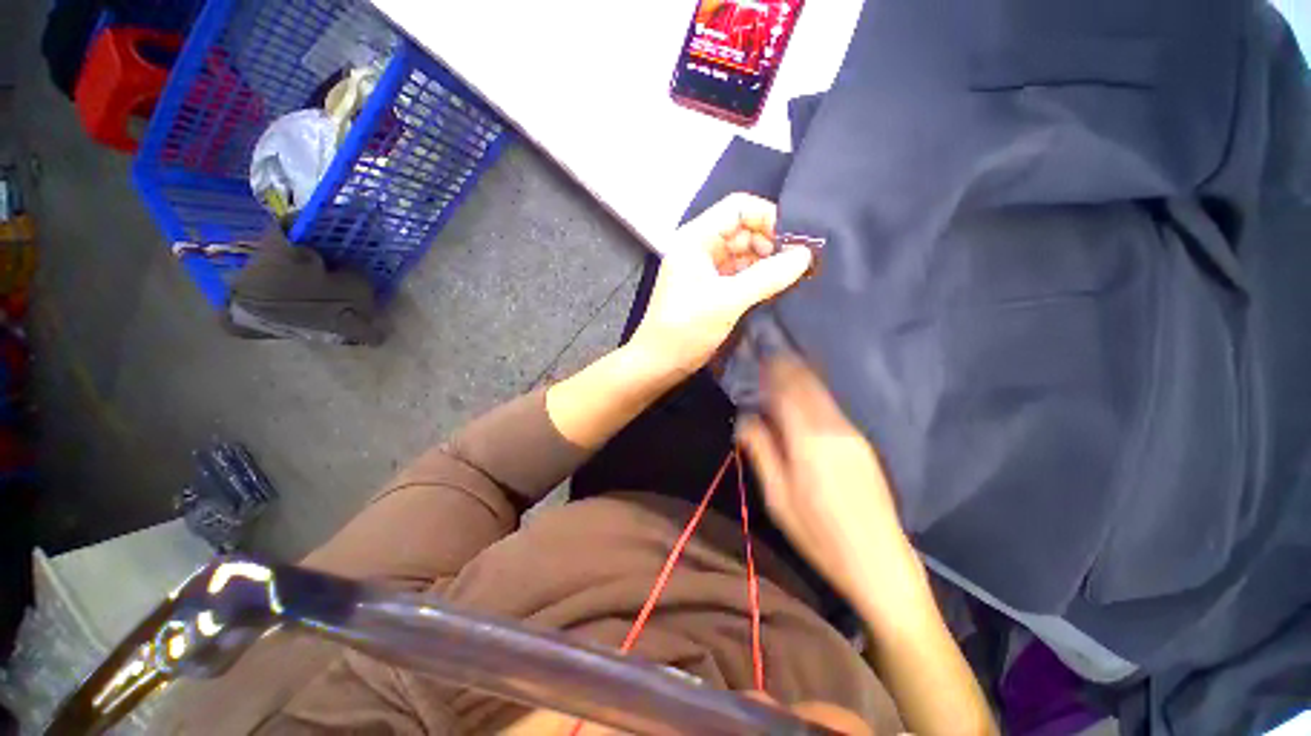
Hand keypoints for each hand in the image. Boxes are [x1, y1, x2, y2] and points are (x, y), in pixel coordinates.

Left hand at [628, 193, 811, 377]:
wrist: (659, 364)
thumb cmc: (685, 329)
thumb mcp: (727, 301)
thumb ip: (767, 276)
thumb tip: (805, 255)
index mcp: (695, 239)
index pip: (738, 208)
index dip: (768, 217)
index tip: (795, 241)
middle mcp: (701, 248)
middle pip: (744, 230)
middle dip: (771, 243)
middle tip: (799, 263)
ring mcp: (706, 269)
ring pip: (745, 254)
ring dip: (767, 263)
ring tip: (793, 277)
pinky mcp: (712, 289)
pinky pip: (741, 274)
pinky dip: (758, 279)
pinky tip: (777, 289)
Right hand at [737, 356, 925, 624]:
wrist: (879, 561)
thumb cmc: (818, 534)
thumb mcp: (777, 497)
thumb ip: (760, 451)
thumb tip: (746, 417)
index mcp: (808, 440)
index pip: (786, 390)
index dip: (772, 370)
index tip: (759, 355)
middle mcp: (833, 427)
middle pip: (807, 384)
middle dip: (787, 366)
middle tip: (769, 354)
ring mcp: (851, 433)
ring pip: (821, 393)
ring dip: (801, 377)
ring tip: (782, 368)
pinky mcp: (861, 442)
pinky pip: (831, 406)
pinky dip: (813, 394)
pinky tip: (803, 396)